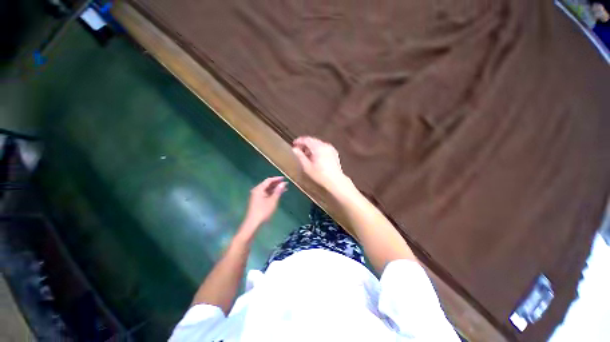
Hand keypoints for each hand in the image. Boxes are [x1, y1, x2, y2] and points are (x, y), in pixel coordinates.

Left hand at [239, 176, 287, 239]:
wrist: (253, 224)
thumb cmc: (263, 212)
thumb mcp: (272, 201)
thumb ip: (278, 191)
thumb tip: (283, 183)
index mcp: (259, 189)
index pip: (268, 180)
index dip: (277, 179)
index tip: (284, 178)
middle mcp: (257, 191)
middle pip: (267, 184)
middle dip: (276, 183)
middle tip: (285, 184)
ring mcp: (256, 196)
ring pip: (267, 189)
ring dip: (275, 188)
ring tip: (284, 189)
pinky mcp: (257, 201)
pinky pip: (266, 194)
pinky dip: (272, 193)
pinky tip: (278, 195)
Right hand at [292, 136, 348, 189]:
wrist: (335, 180)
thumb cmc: (320, 175)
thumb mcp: (307, 167)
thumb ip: (300, 156)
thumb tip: (294, 149)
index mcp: (318, 148)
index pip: (307, 139)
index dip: (299, 140)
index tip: (294, 144)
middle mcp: (325, 145)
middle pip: (313, 141)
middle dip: (305, 144)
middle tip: (299, 150)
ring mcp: (330, 148)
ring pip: (318, 144)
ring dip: (311, 147)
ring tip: (306, 155)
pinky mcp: (334, 152)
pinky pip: (324, 147)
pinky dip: (318, 150)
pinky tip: (315, 157)